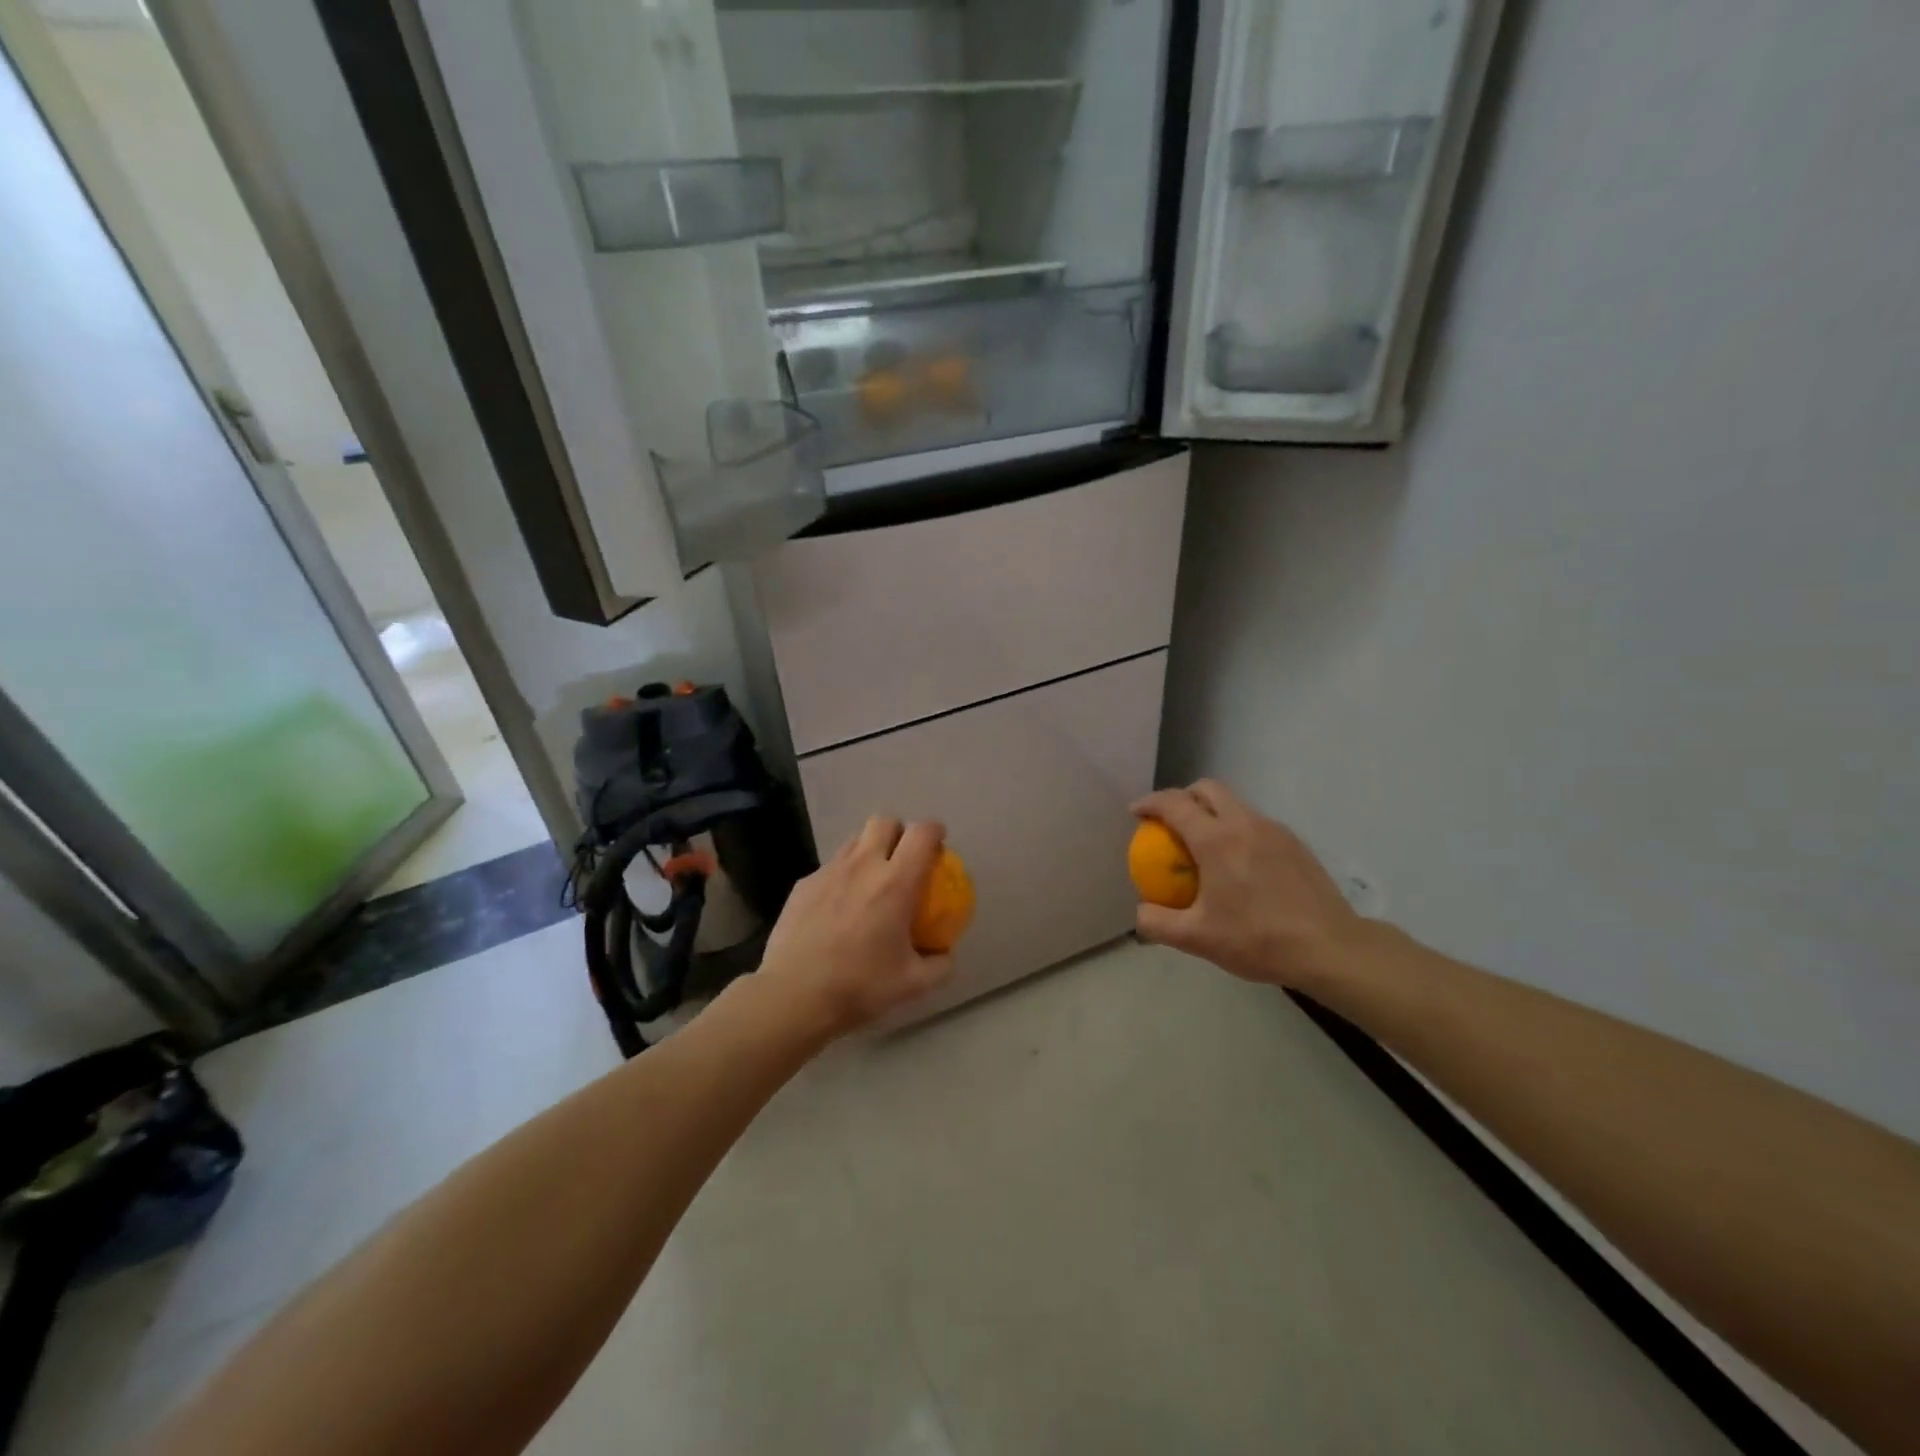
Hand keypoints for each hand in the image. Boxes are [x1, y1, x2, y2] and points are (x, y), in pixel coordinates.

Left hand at [753, 817, 955, 1040]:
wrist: (793, 995)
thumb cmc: (859, 985)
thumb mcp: (913, 984)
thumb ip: (939, 965)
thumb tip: (946, 953)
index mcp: (896, 882)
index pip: (922, 834)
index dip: (934, 831)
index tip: (939, 845)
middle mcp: (863, 865)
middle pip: (884, 821)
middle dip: (899, 832)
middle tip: (904, 859)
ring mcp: (829, 871)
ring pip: (854, 841)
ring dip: (869, 851)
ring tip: (871, 881)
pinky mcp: (803, 884)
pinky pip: (830, 868)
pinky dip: (842, 877)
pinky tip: (838, 908)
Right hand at [1132, 780, 1368, 991]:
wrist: (1330, 948)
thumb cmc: (1258, 940)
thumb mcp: (1197, 939)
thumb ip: (1157, 923)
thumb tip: (1140, 912)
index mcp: (1216, 840)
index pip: (1174, 804)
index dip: (1150, 803)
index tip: (1136, 813)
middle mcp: (1244, 824)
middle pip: (1207, 789)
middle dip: (1182, 796)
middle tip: (1170, 822)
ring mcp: (1274, 830)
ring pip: (1234, 804)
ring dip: (1211, 812)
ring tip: (1203, 844)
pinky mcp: (1295, 843)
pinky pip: (1256, 823)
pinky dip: (1237, 829)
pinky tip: (1239, 864)